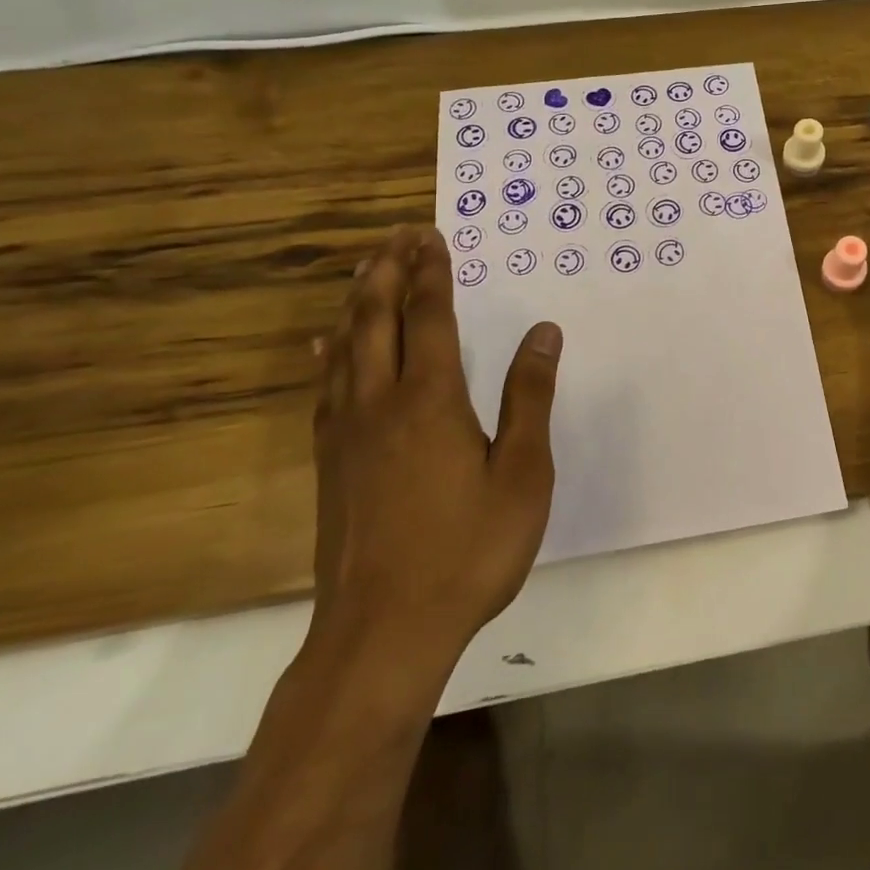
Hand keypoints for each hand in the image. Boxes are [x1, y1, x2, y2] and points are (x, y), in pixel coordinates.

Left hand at [308, 226, 561, 690]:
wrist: (383, 633)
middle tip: (397, 236)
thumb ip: (529, 398)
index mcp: (430, 400)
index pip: (429, 317)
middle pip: (376, 320)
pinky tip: (327, 347)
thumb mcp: (523, 474)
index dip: (431, 273)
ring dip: (356, 302)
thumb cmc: (468, 549)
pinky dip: (330, 352)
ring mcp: (346, 434)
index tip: (431, 237)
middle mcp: (380, 403)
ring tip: (364, 271)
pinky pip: (326, 387)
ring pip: (345, 348)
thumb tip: (543, 333)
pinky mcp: (329, 463)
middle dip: (387, 272)